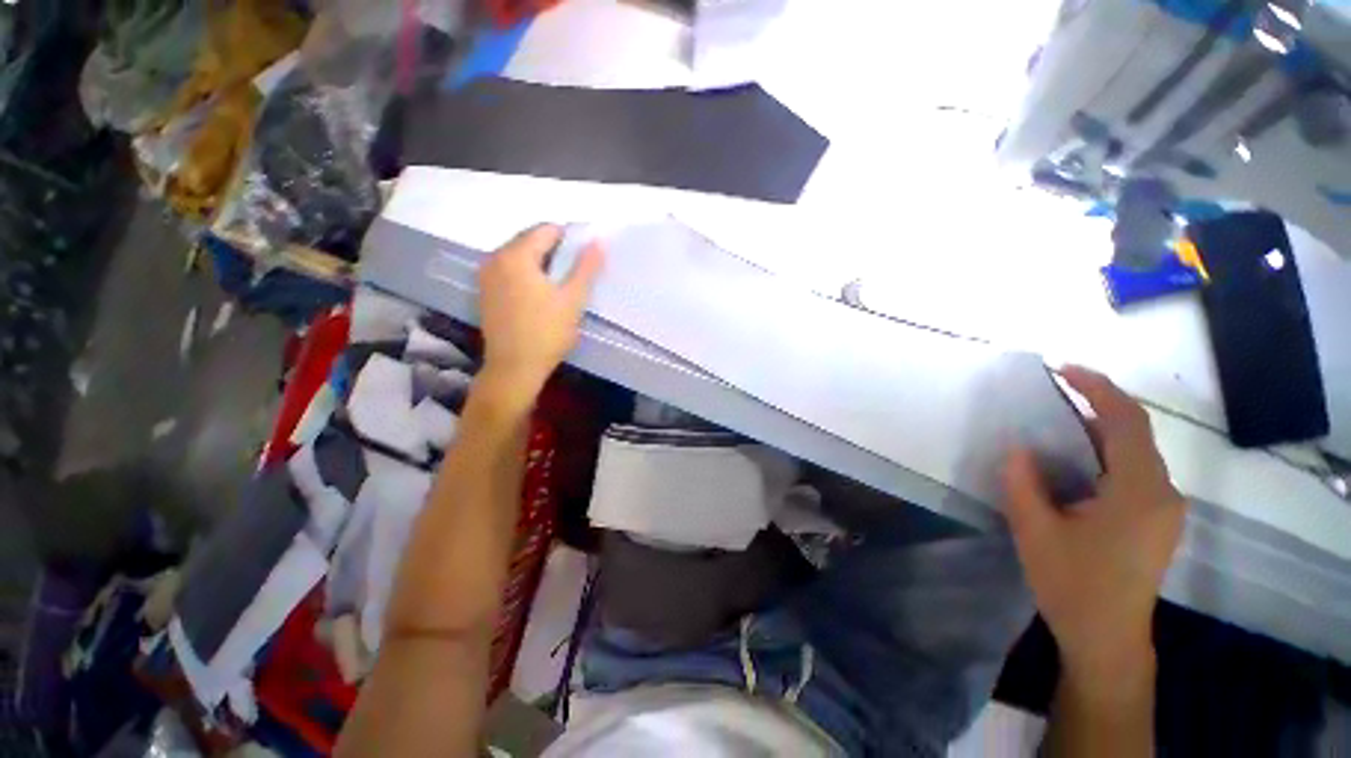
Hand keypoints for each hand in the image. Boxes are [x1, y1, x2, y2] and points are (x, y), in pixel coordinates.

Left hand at [478, 225, 602, 396]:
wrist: (514, 367)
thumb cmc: (547, 333)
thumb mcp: (573, 299)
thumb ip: (586, 267)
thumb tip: (597, 241)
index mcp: (516, 255)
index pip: (546, 230)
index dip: (570, 238)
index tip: (584, 258)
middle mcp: (495, 258)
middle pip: (529, 239)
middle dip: (554, 249)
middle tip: (575, 271)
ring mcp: (486, 275)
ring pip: (519, 255)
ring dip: (540, 261)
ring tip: (560, 284)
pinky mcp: (485, 291)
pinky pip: (509, 269)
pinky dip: (526, 273)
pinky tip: (540, 294)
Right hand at [1002, 366, 1184, 682]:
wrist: (1107, 637)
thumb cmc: (1072, 585)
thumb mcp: (1035, 531)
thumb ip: (1024, 483)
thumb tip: (1019, 447)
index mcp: (1139, 492)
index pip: (1127, 422)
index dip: (1098, 388)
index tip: (1064, 369)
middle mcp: (1163, 493)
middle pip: (1135, 432)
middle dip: (1097, 403)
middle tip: (1055, 390)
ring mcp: (1164, 507)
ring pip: (1135, 451)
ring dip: (1099, 428)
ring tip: (1058, 419)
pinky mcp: (1156, 519)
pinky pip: (1134, 470)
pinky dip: (1105, 451)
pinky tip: (1076, 459)